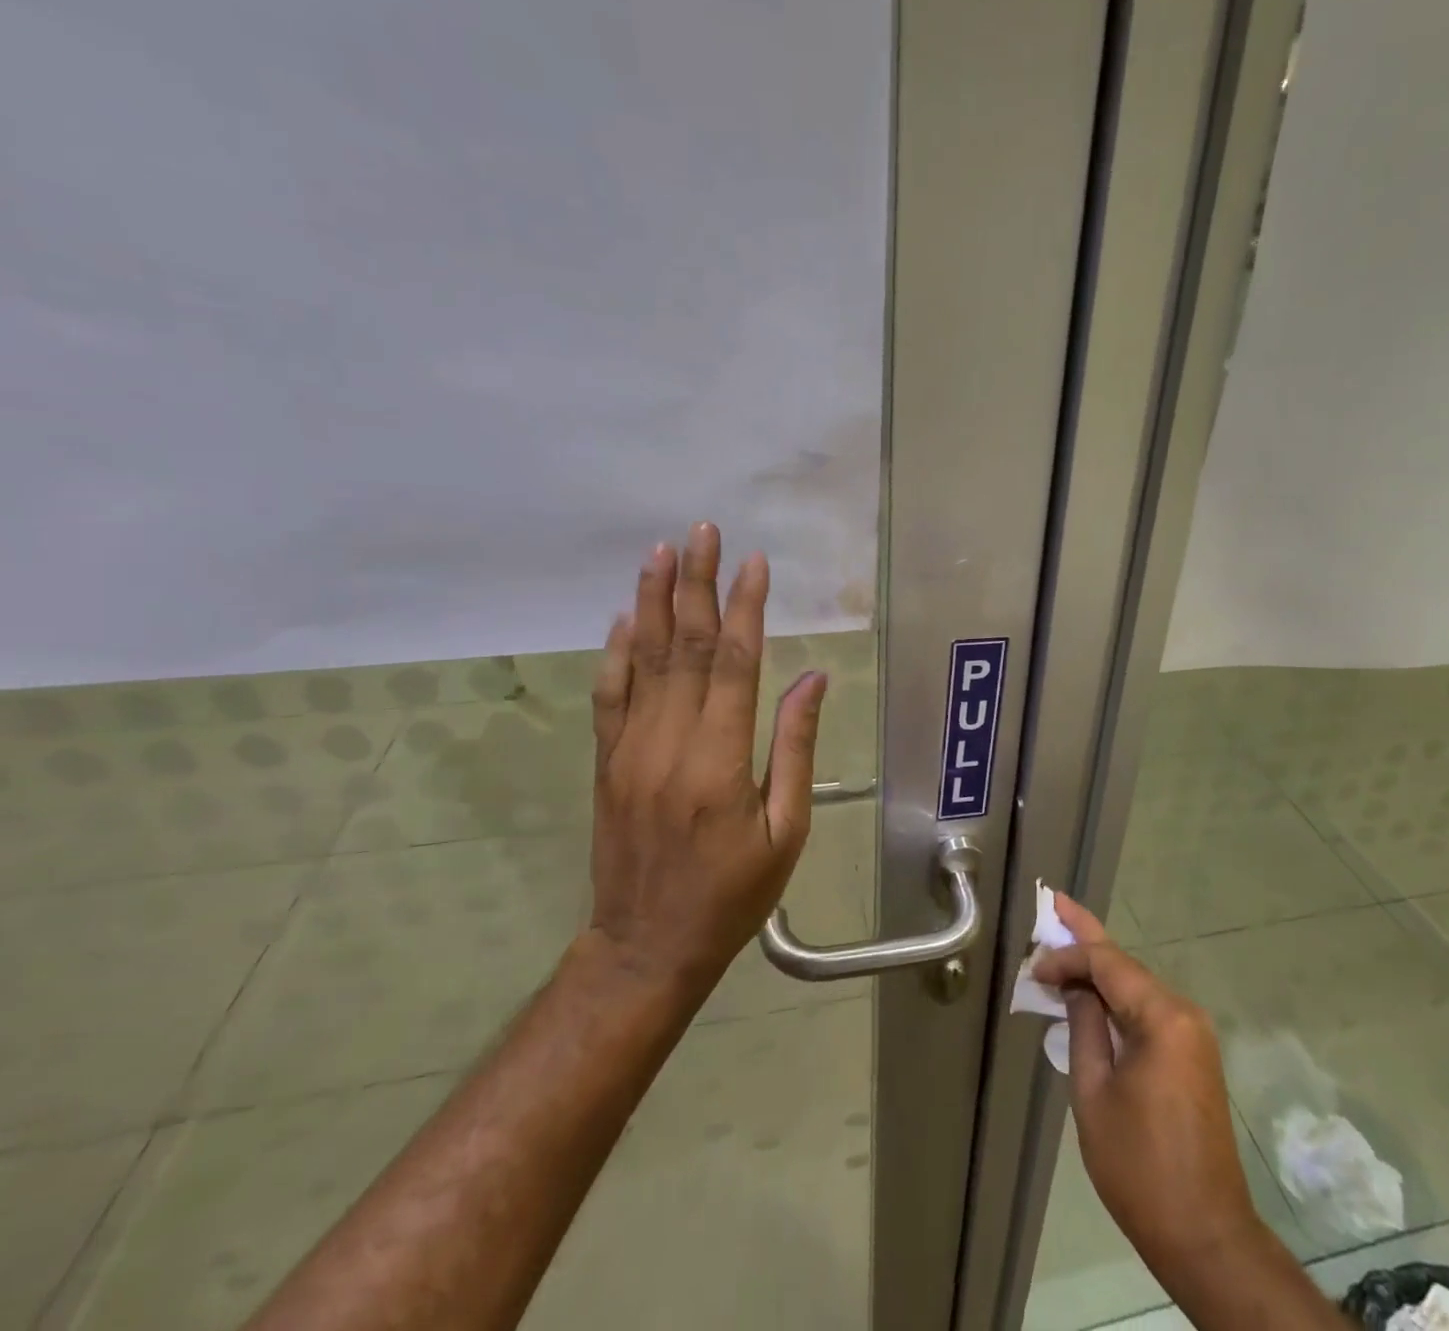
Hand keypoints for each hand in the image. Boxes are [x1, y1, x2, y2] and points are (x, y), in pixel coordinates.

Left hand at [583, 521, 827, 995]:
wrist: (647, 946)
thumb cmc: (734, 893)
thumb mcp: (786, 830)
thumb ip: (795, 748)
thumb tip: (811, 679)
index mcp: (719, 761)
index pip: (734, 663)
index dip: (745, 607)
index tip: (755, 563)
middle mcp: (669, 743)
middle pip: (684, 647)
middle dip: (697, 584)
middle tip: (704, 532)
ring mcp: (629, 750)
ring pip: (642, 660)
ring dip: (652, 602)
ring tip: (661, 552)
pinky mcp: (607, 762)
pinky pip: (608, 695)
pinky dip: (615, 652)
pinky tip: (624, 616)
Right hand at [1033, 897, 1263, 1281]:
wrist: (1206, 1234)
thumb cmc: (1140, 1167)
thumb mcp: (1094, 1093)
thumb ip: (1084, 1028)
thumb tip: (1075, 988)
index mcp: (1164, 1017)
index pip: (1108, 963)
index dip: (1068, 957)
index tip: (1034, 969)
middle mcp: (1184, 1013)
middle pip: (1126, 965)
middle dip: (1088, 938)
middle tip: (1056, 903)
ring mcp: (1193, 1034)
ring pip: (1137, 986)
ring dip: (1100, 970)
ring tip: (1064, 947)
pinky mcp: (1193, 1054)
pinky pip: (1149, 1011)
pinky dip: (1118, 998)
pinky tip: (1092, 993)